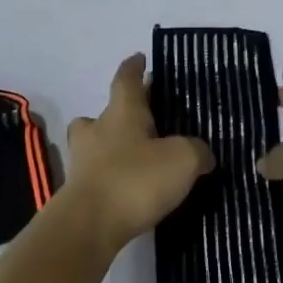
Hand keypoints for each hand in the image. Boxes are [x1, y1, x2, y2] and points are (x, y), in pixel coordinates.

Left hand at [59, 54, 213, 251]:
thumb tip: (202, 154)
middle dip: (121, 112)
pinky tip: (131, 189)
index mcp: (122, 113)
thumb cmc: (135, 180)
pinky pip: (98, 174)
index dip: (134, 67)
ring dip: (113, 146)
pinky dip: (112, 176)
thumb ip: (197, 151)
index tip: (140, 57)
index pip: (126, 80)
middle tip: (143, 118)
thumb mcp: (183, 160)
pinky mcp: (79, 191)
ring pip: (96, 144)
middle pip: (105, 113)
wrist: (89, 225)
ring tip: (138, 157)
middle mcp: (97, 131)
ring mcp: (83, 161)